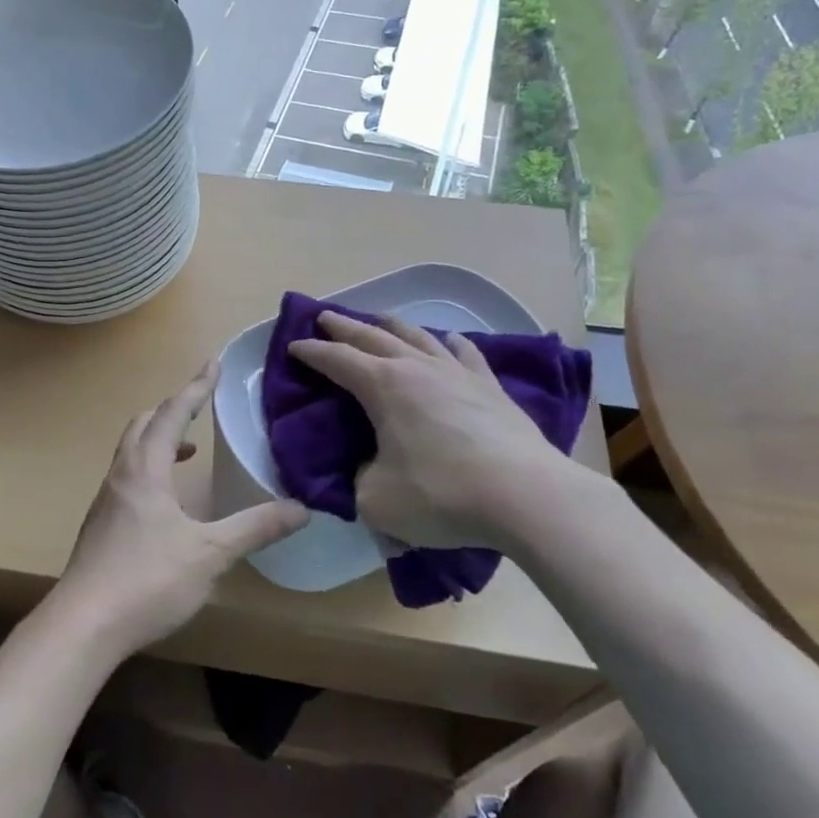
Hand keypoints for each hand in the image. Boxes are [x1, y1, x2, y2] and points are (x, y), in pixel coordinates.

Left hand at [53, 362, 307, 661]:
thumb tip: (301, 509)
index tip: (213, 364)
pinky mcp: (100, 525)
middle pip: (144, 424)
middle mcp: (121, 475)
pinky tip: (166, 502)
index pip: (173, 414)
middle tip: (200, 404)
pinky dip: (149, 468)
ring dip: (159, 439)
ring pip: (131, 451)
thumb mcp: (210, 554)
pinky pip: (127, 476)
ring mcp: (106, 500)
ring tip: (189, 451)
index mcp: (146, 469)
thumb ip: (255, 528)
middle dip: (173, 408)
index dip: (196, 387)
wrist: (82, 625)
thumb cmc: (147, 580)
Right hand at [287, 312, 602, 550]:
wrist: (524, 495)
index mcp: (382, 386)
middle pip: (373, 336)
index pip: (337, 360)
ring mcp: (457, 372)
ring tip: (379, 320)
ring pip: (417, 335)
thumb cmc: (441, 494)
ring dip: (391, 325)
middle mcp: (416, 367)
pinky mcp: (490, 386)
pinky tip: (449, 340)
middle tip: (325, 318)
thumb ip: (359, 481)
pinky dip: (448, 342)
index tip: (294, 346)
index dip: (312, 353)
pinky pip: (464, 353)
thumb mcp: (377, 500)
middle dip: (344, 326)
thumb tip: (368, 471)